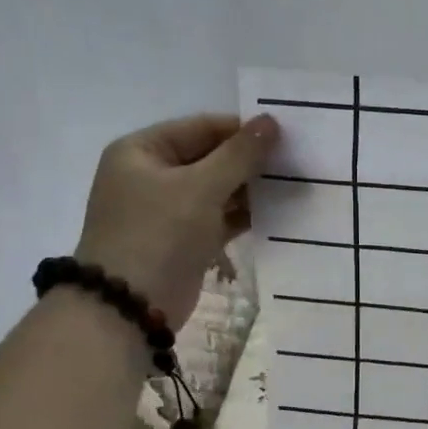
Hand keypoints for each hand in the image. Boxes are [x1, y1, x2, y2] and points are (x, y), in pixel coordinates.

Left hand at [74, 112, 279, 330]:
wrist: (131, 306)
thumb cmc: (159, 234)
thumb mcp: (200, 188)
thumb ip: (239, 155)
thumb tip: (271, 121)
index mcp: (142, 151)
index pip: (201, 127)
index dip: (242, 130)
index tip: (286, 136)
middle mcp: (151, 175)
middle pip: (210, 157)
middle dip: (250, 162)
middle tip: (296, 163)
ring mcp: (167, 210)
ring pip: (217, 189)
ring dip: (251, 189)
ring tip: (294, 186)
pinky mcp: (184, 240)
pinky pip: (218, 218)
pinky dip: (244, 215)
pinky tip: (278, 213)